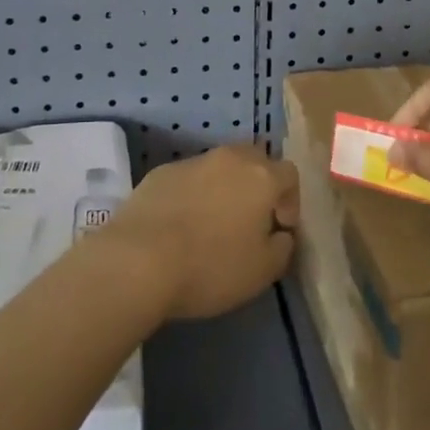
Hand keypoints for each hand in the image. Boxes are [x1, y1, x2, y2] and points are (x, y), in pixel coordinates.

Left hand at [101, 145, 299, 320]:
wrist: (139, 259)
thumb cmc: (210, 266)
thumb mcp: (262, 272)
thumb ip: (282, 248)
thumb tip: (281, 234)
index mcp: (261, 177)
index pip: (289, 174)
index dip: (290, 201)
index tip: (279, 229)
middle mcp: (230, 158)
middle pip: (255, 161)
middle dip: (258, 186)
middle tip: (250, 221)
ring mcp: (193, 161)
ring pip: (220, 168)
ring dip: (224, 189)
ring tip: (212, 225)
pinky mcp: (161, 171)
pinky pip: (189, 178)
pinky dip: (193, 194)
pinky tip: (180, 226)